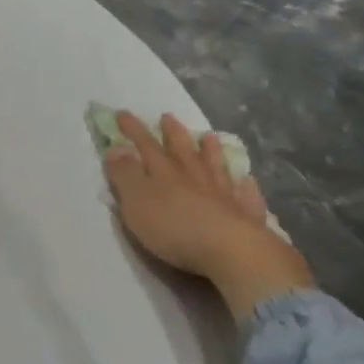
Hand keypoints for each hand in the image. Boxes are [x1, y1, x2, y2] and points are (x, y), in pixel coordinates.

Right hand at [104, 111, 313, 319]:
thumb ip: (125, 174)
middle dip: (172, 133)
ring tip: (209, 137)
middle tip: (168, 117)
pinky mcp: (244, 214)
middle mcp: (195, 176)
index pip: (145, 145)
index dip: (133, 129)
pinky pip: (245, 194)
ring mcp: (223, 193)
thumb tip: (116, 147)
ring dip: (210, 151)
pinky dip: (244, 185)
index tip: (122, 113)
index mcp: (164, 172)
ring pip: (215, 165)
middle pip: (182, 149)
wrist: (229, 250)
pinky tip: (246, 180)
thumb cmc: (173, 227)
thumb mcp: (136, 201)